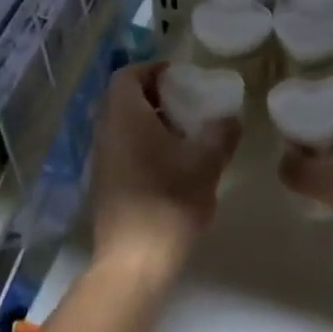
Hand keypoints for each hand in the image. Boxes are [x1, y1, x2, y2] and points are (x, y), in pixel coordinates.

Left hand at [90, 61, 240, 277]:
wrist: (133, 262)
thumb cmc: (168, 200)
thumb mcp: (206, 162)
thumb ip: (221, 133)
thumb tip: (230, 118)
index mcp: (124, 115)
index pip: (128, 75)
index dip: (152, 69)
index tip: (179, 76)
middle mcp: (106, 131)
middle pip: (125, 99)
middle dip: (156, 96)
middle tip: (188, 103)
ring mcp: (102, 160)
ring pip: (124, 126)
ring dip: (151, 123)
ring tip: (185, 135)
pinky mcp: (105, 185)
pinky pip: (123, 149)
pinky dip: (144, 145)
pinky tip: (172, 166)